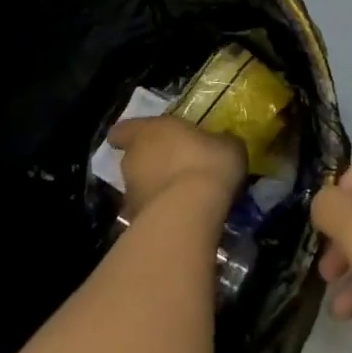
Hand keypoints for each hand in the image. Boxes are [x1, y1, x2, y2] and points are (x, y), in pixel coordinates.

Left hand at [110, 116, 246, 219]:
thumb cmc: (208, 163)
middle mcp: (133, 159)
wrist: (191, 213)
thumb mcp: (227, 145)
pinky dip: (161, 213)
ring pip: (140, 187)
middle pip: (134, 158)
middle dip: (151, 163)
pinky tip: (183, 217)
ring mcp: (131, 194)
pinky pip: (148, 212)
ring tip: (183, 196)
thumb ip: (217, 142)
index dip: (130, 134)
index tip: (143, 137)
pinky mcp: (135, 223)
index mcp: (150, 131)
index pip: (124, 130)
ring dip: (156, 189)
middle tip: (177, 167)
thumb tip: (219, 144)